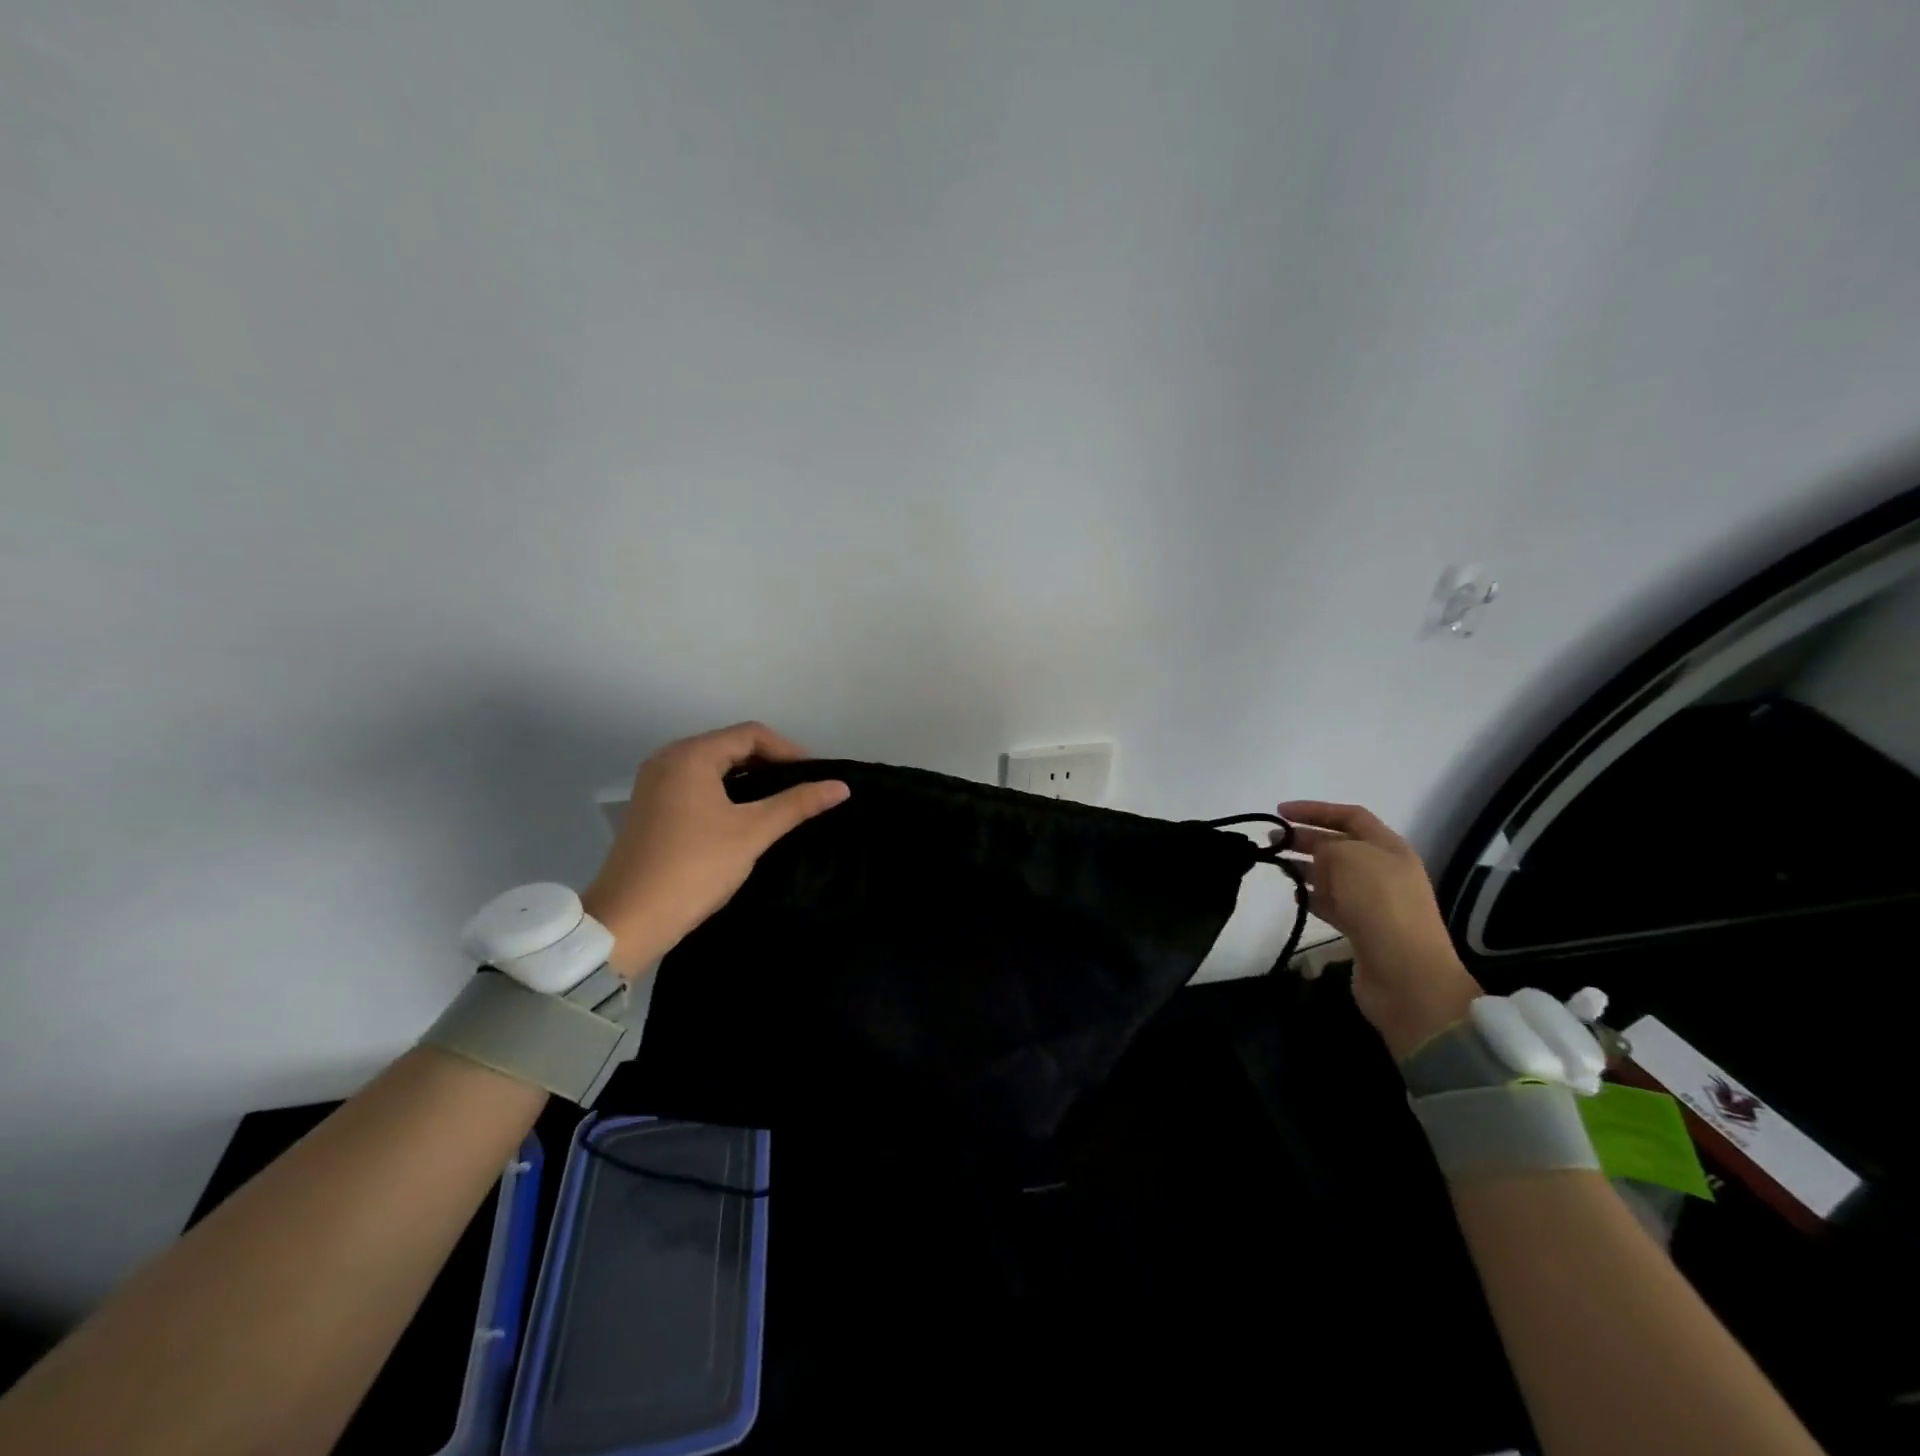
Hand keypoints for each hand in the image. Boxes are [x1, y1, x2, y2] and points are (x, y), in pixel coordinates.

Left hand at [583, 722, 848, 976]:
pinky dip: (727, 793)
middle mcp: (669, 759)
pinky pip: (698, 786)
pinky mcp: (651, 808)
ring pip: (715, 768)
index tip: (815, 778)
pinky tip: (746, 817)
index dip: (789, 751)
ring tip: (781, 804)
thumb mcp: (752, 833)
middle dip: (771, 764)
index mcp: (691, 755)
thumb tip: (841, 786)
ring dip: (750, 780)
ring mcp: (656, 784)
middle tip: (803, 791)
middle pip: (731, 746)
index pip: (751, 734)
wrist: (629, 920)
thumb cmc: (694, 868)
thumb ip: (797, 804)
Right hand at [1274, 800, 1481, 1059]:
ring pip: (1333, 874)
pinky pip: (1332, 904)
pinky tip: (1294, 897)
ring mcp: (1374, 901)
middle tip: (1271, 840)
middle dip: (1305, 838)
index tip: (1280, 812)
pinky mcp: (1362, 929)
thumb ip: (1326, 847)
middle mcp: (1384, 870)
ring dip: (1305, 867)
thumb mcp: (1349, 858)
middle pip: (1340, 845)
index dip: (1315, 809)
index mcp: (1389, 847)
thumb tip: (1315, 856)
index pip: (1350, 816)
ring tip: (1277, 866)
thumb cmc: (1379, 904)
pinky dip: (1312, 897)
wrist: (1406, 974)